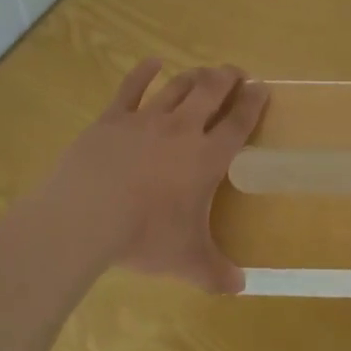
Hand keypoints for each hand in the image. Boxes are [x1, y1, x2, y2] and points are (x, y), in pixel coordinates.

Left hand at [41, 59, 267, 293]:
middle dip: (227, 78)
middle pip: (211, 92)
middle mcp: (181, 130)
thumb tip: (240, 288)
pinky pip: (132, 88)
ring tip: (204, 71)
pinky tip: (152, 62)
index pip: (238, 123)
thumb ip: (216, 273)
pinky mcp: (113, 118)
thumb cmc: (145, 236)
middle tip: (235, 72)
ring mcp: (146, 119)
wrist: (88, 215)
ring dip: (194, 75)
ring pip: (177, 86)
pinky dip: (144, 72)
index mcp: (206, 158)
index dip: (253, 103)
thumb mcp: (187, 261)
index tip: (262, 86)